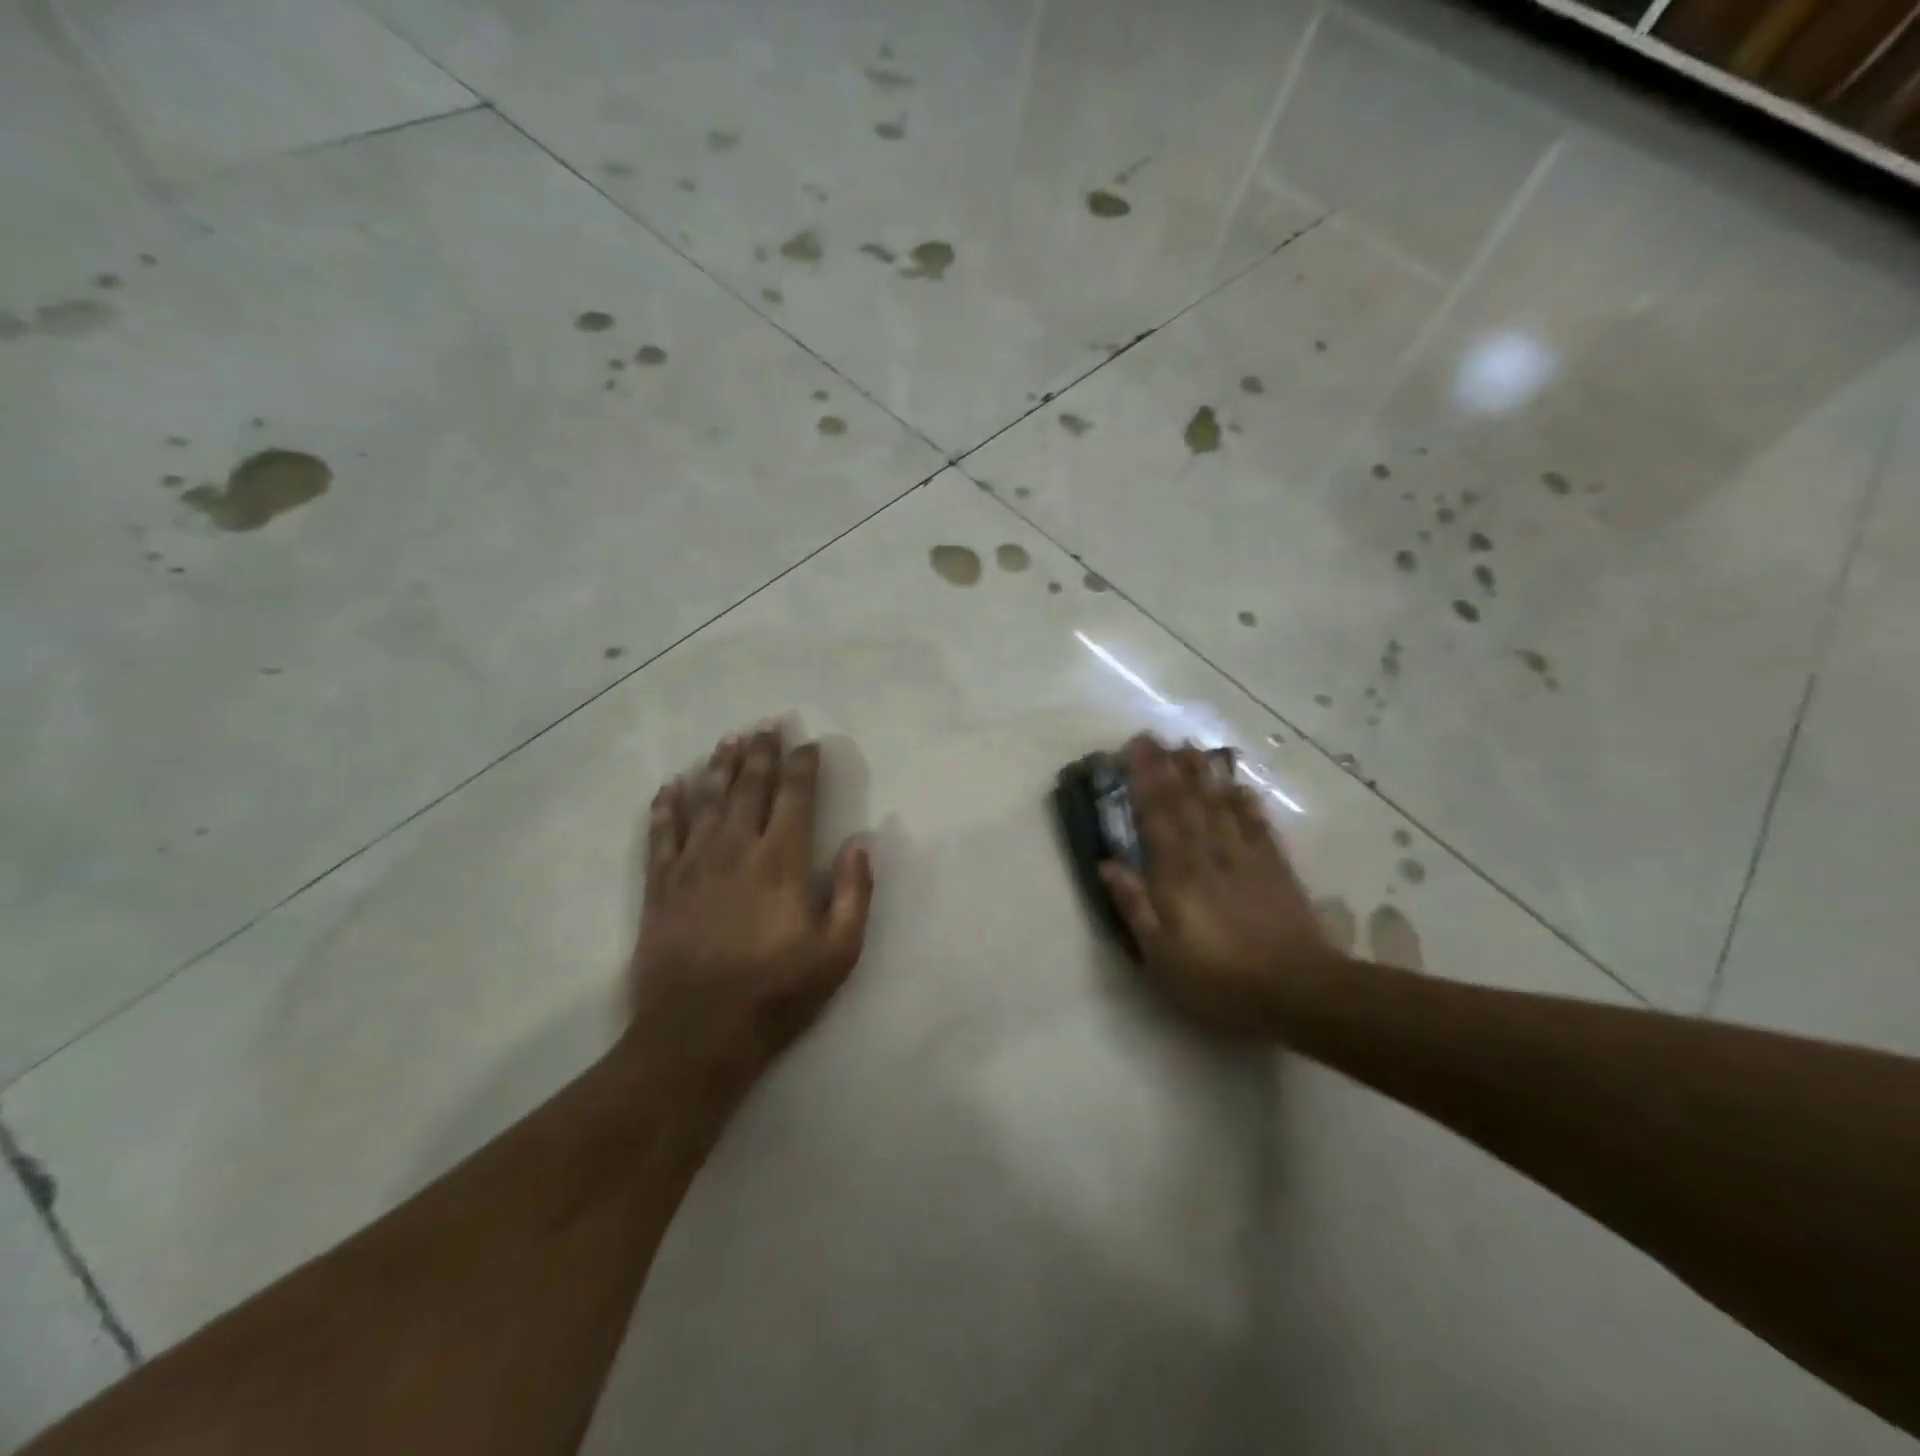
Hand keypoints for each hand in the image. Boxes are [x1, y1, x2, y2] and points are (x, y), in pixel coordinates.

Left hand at [626, 724, 873, 1100]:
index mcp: (780, 862)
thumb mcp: (837, 954)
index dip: (803, 766)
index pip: (795, 797)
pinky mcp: (661, 889)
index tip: (809, 743)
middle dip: (761, 753)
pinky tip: (670, 786)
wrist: (696, 1037)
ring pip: (706, 801)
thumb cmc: (775, 995)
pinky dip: (666, 807)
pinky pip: (662, 836)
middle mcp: (734, 850)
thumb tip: (861, 843)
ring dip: (719, 767)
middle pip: (749, 788)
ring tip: (728, 740)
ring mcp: (692, 866)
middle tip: (766, 724)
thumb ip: (854, 894)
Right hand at [1099, 734, 1339, 1035]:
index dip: (1144, 780)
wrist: (1299, 990)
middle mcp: (1209, 854)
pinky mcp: (1275, 869)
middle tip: (1156, 736)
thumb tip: (1106, 864)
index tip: (1134, 749)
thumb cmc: (1220, 978)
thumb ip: (1134, 906)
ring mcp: (1245, 858)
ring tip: (1192, 747)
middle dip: (1168, 767)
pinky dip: (1247, 803)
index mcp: (1177, 874)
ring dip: (1204, 775)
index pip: (1156, 816)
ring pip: (1220, 805)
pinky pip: (1258, 826)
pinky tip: (1240, 786)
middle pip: (1186, 802)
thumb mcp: (1162, 955)